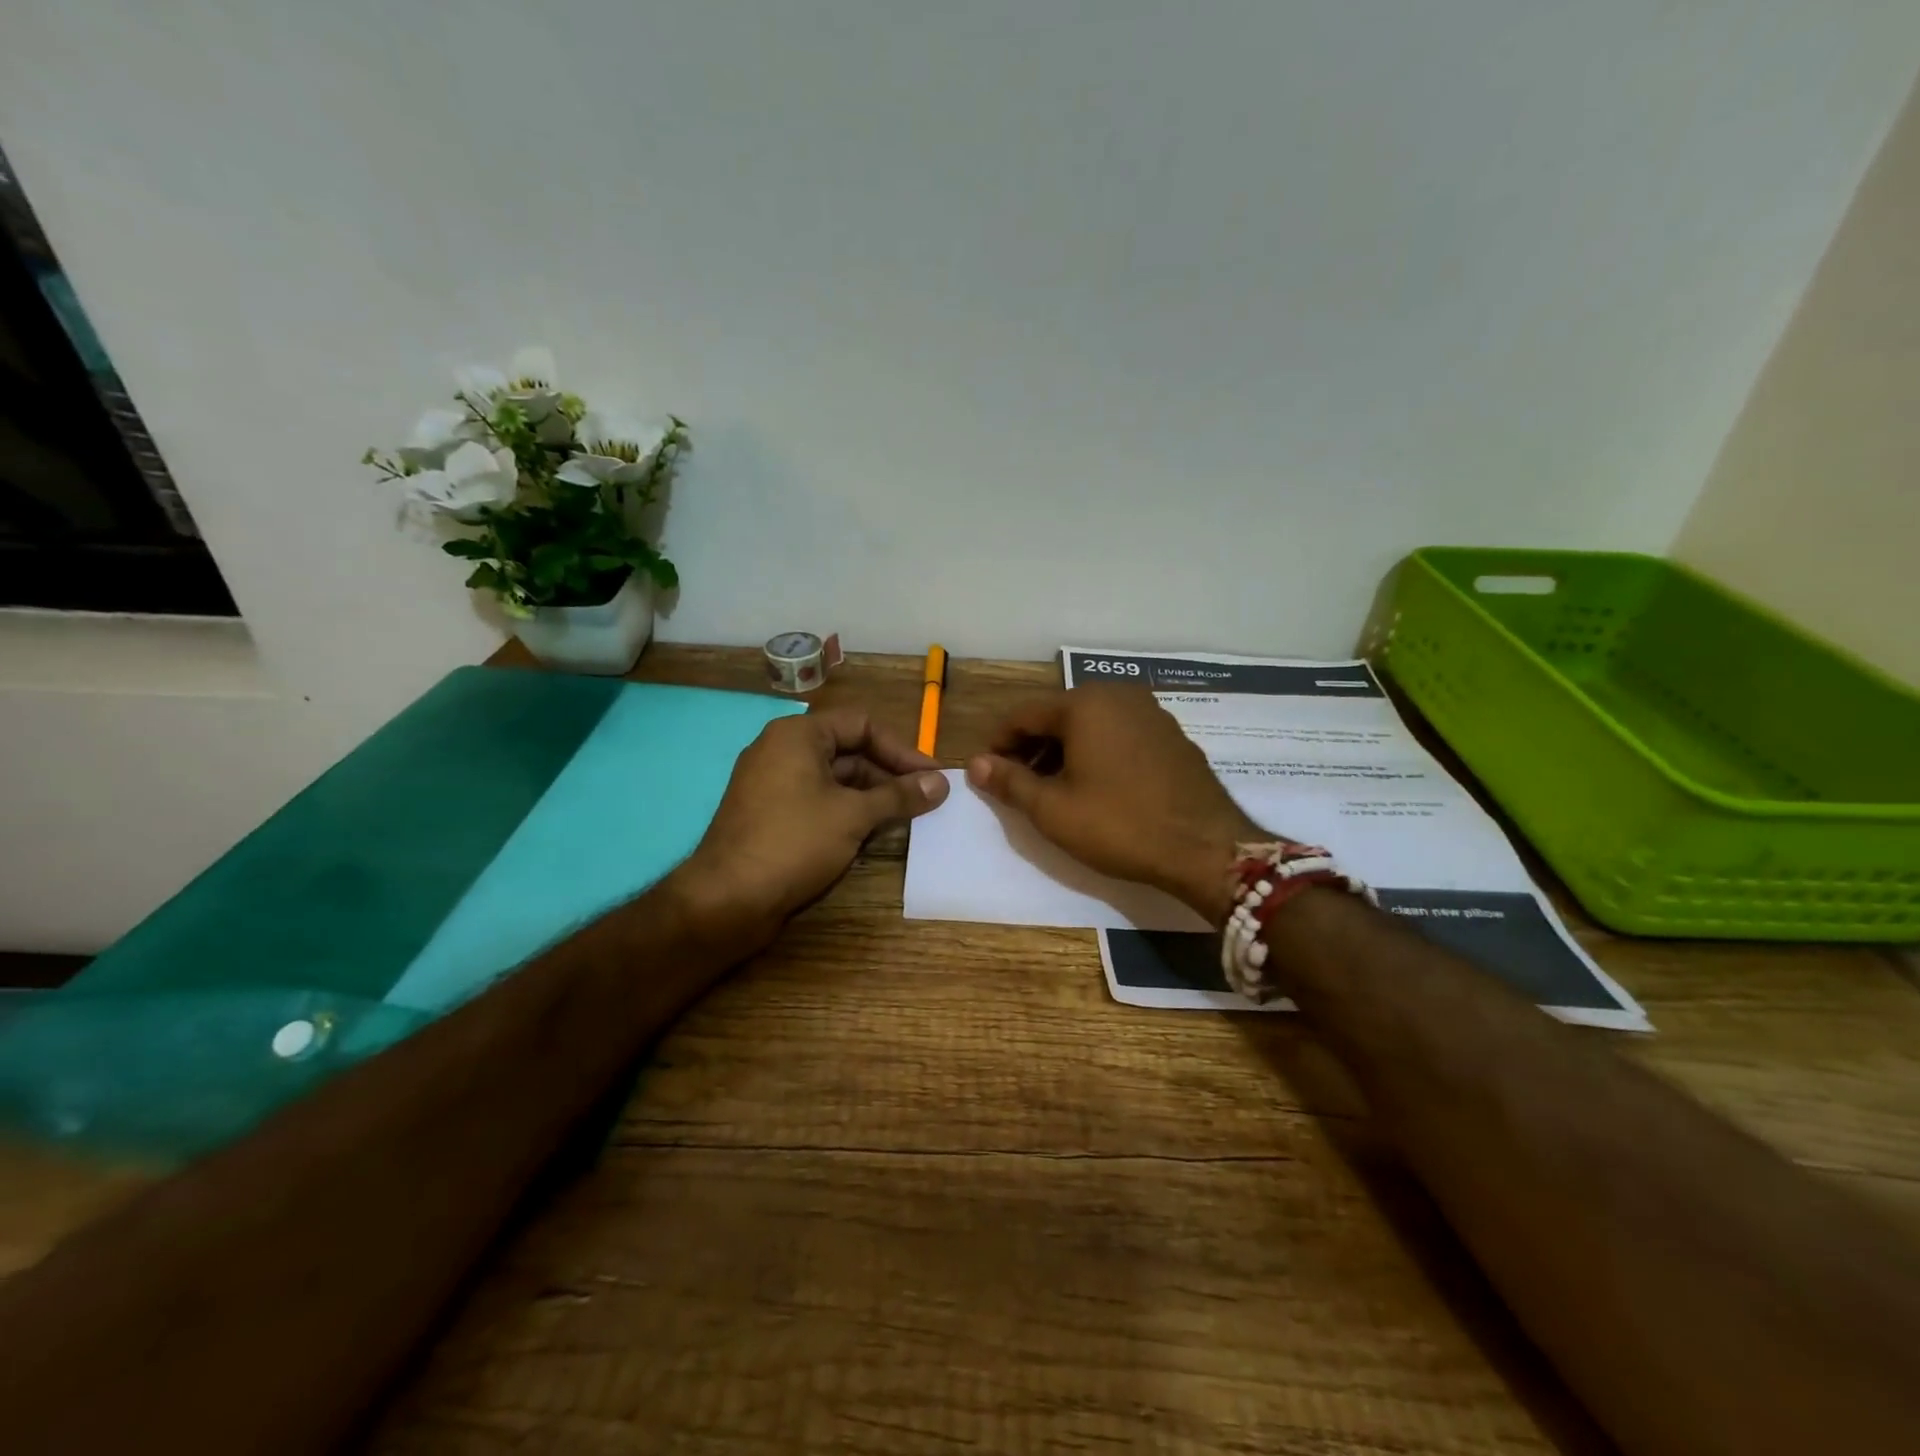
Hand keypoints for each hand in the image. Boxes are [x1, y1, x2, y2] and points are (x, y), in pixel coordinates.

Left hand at [678, 708, 949, 949]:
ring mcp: (774, 784)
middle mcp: (782, 750)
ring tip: (907, 818)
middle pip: (849, 750)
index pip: (862, 724)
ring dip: (872, 796)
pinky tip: (873, 833)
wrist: (727, 900)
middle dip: (889, 774)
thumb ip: (899, 796)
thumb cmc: (794, 843)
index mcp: (798, 735)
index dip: (901, 749)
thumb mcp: (854, 816)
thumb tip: (941, 783)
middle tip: (925, 799)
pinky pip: (818, 801)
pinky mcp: (771, 815)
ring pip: (835, 779)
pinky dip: (848, 812)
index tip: (931, 776)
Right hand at [967, 684, 1262, 924]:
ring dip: (1064, 751)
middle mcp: (1119, 696)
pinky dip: (1098, 752)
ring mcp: (1151, 713)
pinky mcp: (1172, 735)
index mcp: (1085, 704)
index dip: (999, 743)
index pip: (1024, 714)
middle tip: (1019, 784)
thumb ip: (1009, 781)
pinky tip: (1096, 787)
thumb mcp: (1052, 809)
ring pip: (1091, 724)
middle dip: (1033, 747)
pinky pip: (1120, 734)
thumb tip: (975, 764)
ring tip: (1054, 789)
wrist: (1205, 848)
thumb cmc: (1120, 825)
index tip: (987, 772)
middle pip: (1058, 715)